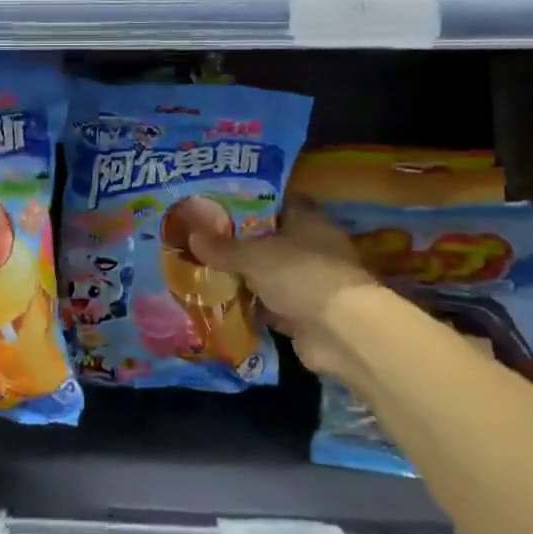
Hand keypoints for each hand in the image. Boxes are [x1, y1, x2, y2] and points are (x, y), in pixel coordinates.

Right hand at [188, 208, 377, 379]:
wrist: (341, 332)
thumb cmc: (300, 274)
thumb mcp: (253, 255)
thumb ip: (223, 247)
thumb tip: (191, 235)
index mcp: (308, 222)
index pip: (280, 203)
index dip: (254, 202)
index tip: (223, 204)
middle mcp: (313, 249)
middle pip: (273, 240)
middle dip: (243, 243)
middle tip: (206, 239)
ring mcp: (311, 284)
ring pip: (271, 275)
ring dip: (247, 277)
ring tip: (207, 271)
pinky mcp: (306, 316)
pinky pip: (272, 306)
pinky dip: (253, 307)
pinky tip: (223, 304)